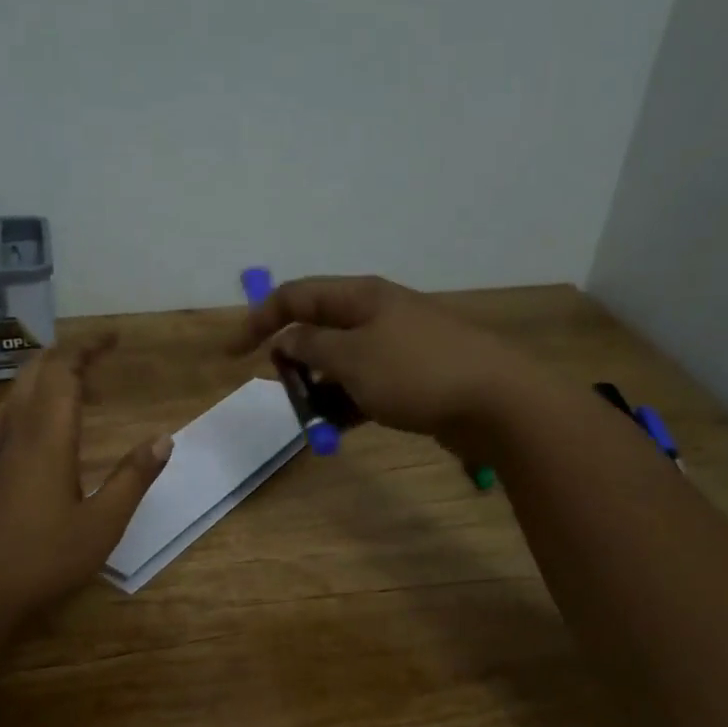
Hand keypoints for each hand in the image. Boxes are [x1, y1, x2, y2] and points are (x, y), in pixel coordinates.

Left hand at [0, 336, 171, 618]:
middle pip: (35, 373)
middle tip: (101, 359)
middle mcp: (16, 433)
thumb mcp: (103, 524)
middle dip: (67, 356)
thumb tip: (163, 439)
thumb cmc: (43, 558)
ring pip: (17, 392)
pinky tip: (46, 426)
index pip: (62, 372)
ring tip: (81, 388)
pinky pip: (8, 414)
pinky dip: (32, 401)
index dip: (86, 348)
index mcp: (46, 438)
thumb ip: (133, 478)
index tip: (114, 338)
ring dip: (47, 377)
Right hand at [228, 275, 538, 454]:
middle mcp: (376, 315)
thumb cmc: (416, 373)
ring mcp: (395, 347)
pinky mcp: (410, 378)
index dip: (259, 320)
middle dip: (293, 363)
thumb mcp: (352, 358)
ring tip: (313, 421)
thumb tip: (286, 338)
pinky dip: (346, 405)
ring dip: (320, 390)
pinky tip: (337, 429)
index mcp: (360, 297)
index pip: (296, 296)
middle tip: (286, 395)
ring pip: (339, 364)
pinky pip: (364, 387)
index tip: (232, 354)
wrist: (496, 402)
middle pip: (317, 330)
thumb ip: (311, 346)